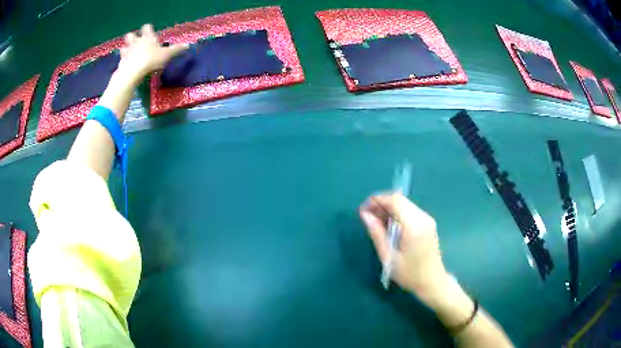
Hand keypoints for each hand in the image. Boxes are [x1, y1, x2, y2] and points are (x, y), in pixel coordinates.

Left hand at [117, 24, 188, 80]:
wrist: (133, 71)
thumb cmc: (151, 60)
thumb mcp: (167, 55)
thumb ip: (176, 49)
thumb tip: (188, 45)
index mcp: (148, 37)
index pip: (146, 27)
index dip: (148, 29)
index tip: (150, 33)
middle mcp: (136, 42)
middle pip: (131, 35)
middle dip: (133, 37)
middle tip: (137, 42)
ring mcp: (127, 51)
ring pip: (124, 46)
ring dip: (126, 48)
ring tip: (130, 53)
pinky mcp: (121, 62)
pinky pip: (121, 59)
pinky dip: (123, 60)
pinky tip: (126, 64)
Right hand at [359, 193, 448, 308]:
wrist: (432, 282)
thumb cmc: (409, 274)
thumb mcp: (388, 257)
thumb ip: (377, 234)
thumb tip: (365, 215)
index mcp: (414, 227)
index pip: (395, 201)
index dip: (377, 201)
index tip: (363, 210)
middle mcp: (423, 218)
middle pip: (400, 200)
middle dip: (381, 204)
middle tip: (367, 216)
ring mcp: (427, 219)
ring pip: (404, 204)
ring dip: (388, 208)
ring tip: (375, 222)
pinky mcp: (428, 223)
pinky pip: (409, 210)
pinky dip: (396, 213)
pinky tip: (388, 226)